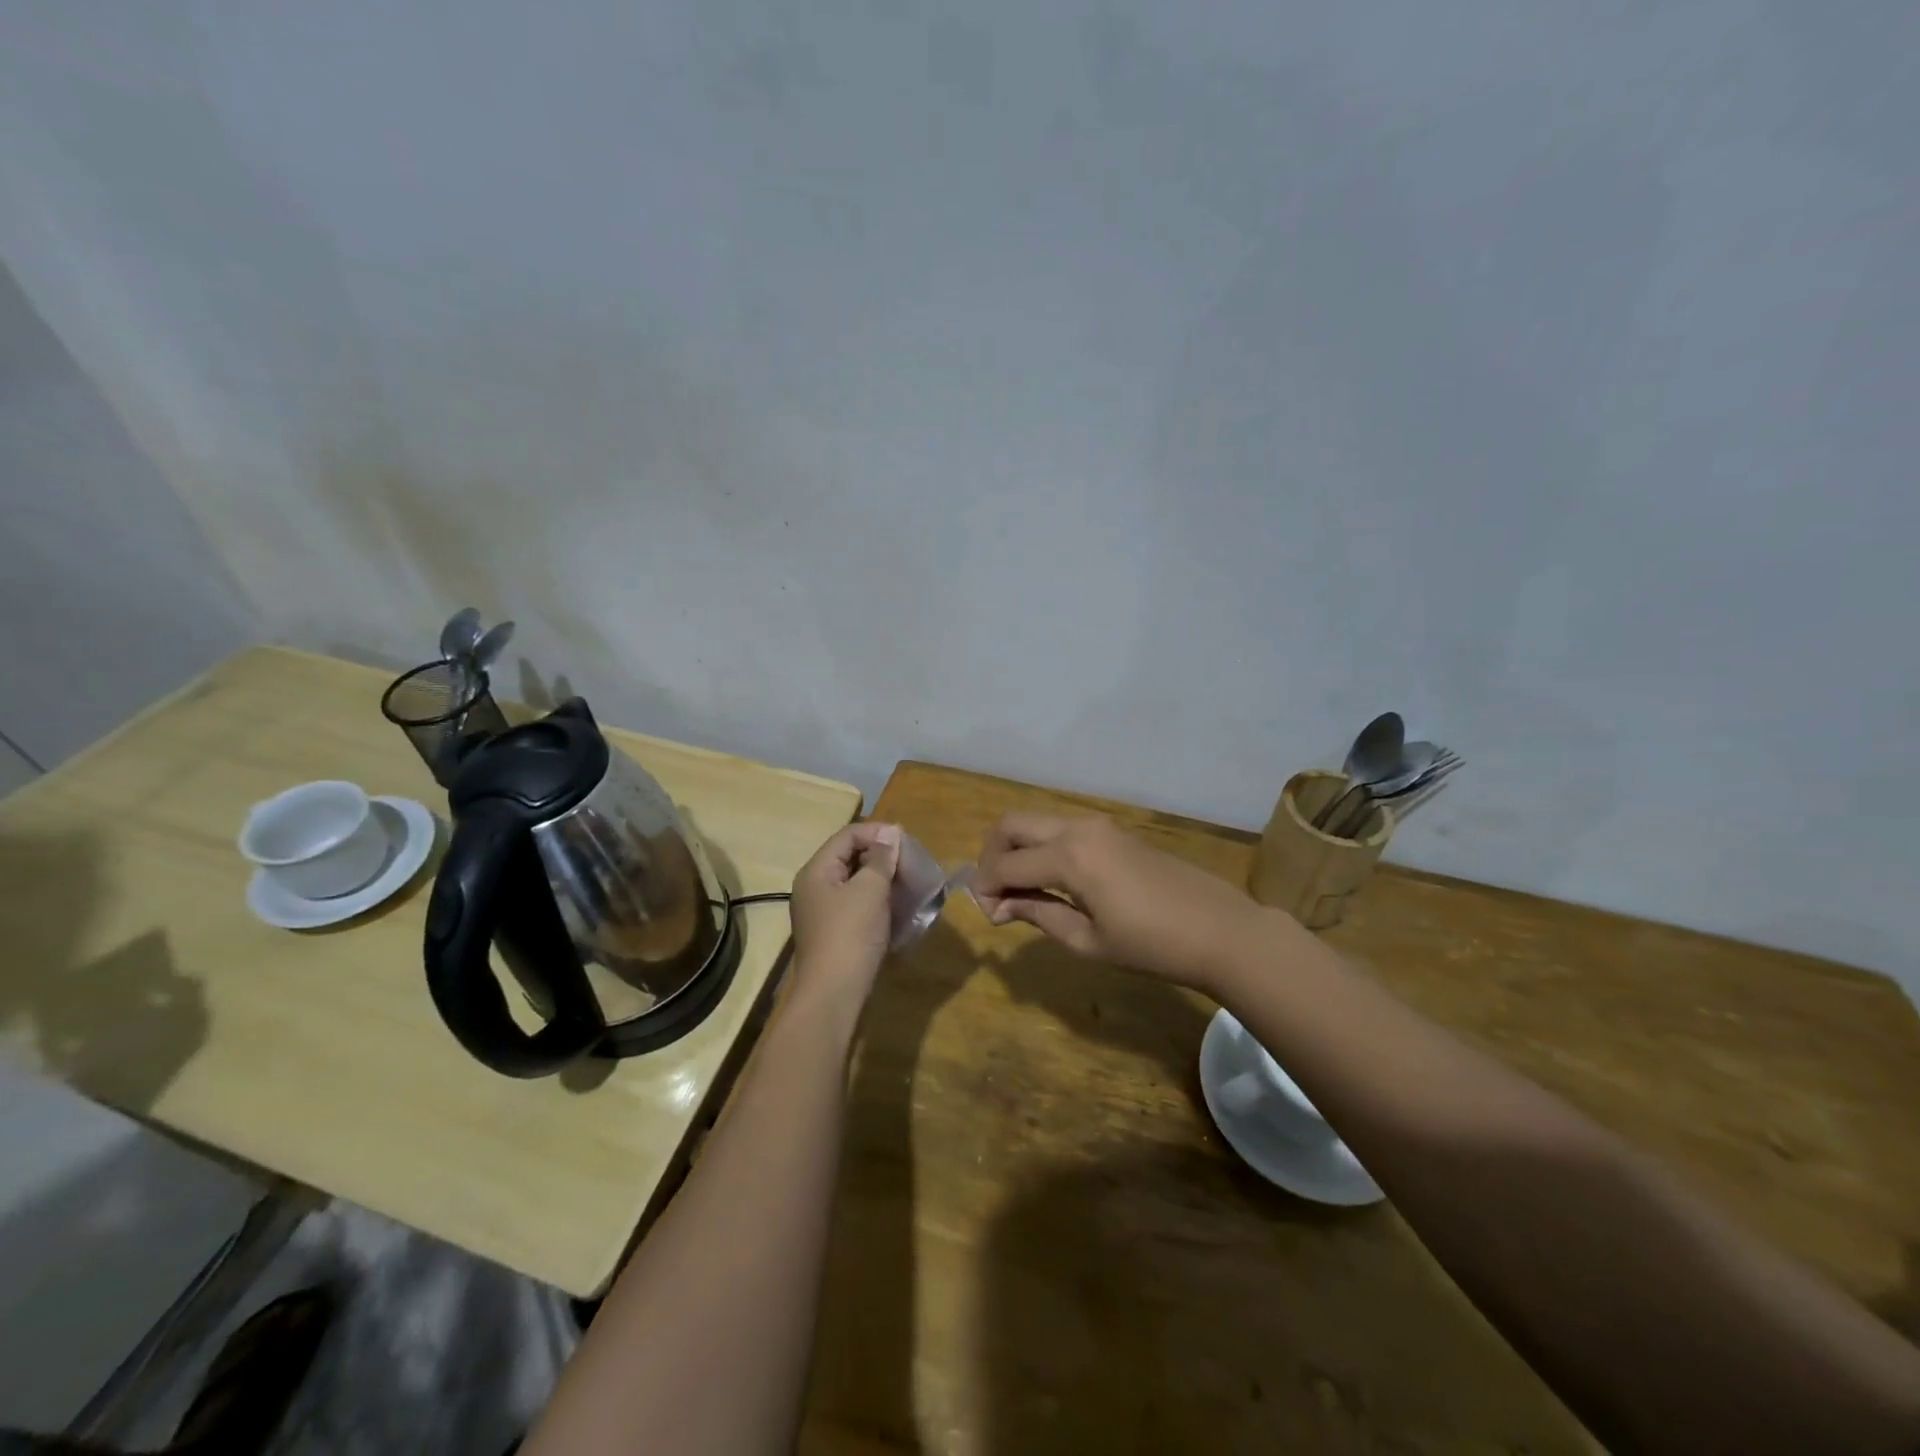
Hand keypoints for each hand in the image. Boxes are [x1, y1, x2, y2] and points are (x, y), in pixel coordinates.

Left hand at [788, 821, 901, 1000]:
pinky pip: (856, 904)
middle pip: (849, 857)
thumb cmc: (851, 934)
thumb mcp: (870, 890)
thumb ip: (881, 859)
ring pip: (854, 882)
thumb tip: (890, 835)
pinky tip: (897, 906)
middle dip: (880, 855)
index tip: (906, 840)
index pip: (847, 835)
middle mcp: (814, 887)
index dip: (877, 832)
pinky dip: (876, 900)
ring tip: (908, 881)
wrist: (833, 994)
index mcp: (816, 871)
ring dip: (881, 878)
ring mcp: (822, 912)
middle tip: (910, 860)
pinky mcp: (833, 933)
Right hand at [971, 813, 1273, 989]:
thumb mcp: (1088, 941)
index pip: (1005, 864)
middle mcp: (1077, 828)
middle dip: (991, 856)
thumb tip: (999, 906)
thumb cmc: (1153, 946)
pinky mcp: (1112, 830)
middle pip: (1011, 824)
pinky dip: (1041, 848)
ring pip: (1035, 822)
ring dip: (1016, 849)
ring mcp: (1098, 825)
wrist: (1221, 930)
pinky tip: (1050, 882)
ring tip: (1021, 892)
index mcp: (1069, 857)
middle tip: (995, 894)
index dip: (985, 888)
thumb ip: (1038, 914)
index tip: (987, 916)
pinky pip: (1060, 829)